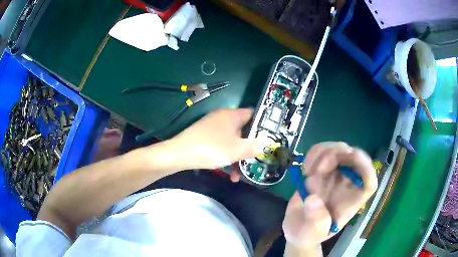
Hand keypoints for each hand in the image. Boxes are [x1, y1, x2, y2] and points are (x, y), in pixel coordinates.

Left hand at [170, 108, 262, 169]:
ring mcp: (212, 127)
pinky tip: (227, 173)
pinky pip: (221, 145)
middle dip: (249, 148)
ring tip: (238, 175)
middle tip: (255, 160)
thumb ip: (254, 147)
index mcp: (232, 115)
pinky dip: (226, 156)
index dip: (263, 126)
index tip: (269, 139)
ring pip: (232, 141)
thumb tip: (265, 144)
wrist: (179, 154)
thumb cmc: (212, 148)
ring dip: (237, 157)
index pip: (253, 114)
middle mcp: (222, 117)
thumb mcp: (237, 150)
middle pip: (243, 130)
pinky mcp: (204, 136)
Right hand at [282, 142, 377, 250]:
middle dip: (338, 155)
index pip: (369, 182)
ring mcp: (336, 175)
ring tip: (308, 171)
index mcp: (352, 201)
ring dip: (323, 152)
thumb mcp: (311, 234)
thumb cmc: (308, 235)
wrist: (297, 229)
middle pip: (355, 158)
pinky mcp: (323, 169)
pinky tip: (305, 168)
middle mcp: (348, 185)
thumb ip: (316, 221)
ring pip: (340, 149)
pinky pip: (324, 150)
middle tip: (318, 169)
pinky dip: (314, 152)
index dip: (366, 168)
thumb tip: (313, 199)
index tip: (352, 159)